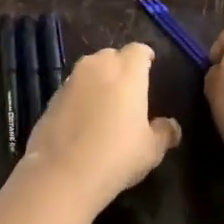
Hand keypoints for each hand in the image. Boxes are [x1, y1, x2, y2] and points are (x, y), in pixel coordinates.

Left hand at [19, 43, 180, 210]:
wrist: (62, 173)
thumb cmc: (116, 155)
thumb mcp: (151, 149)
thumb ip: (164, 132)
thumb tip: (171, 126)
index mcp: (127, 71)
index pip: (138, 50)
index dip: (145, 57)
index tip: (150, 66)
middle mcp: (97, 66)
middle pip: (112, 56)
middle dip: (121, 67)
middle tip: (129, 89)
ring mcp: (71, 80)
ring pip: (89, 70)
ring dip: (99, 80)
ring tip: (106, 103)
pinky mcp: (52, 96)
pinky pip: (73, 88)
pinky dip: (80, 96)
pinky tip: (84, 119)